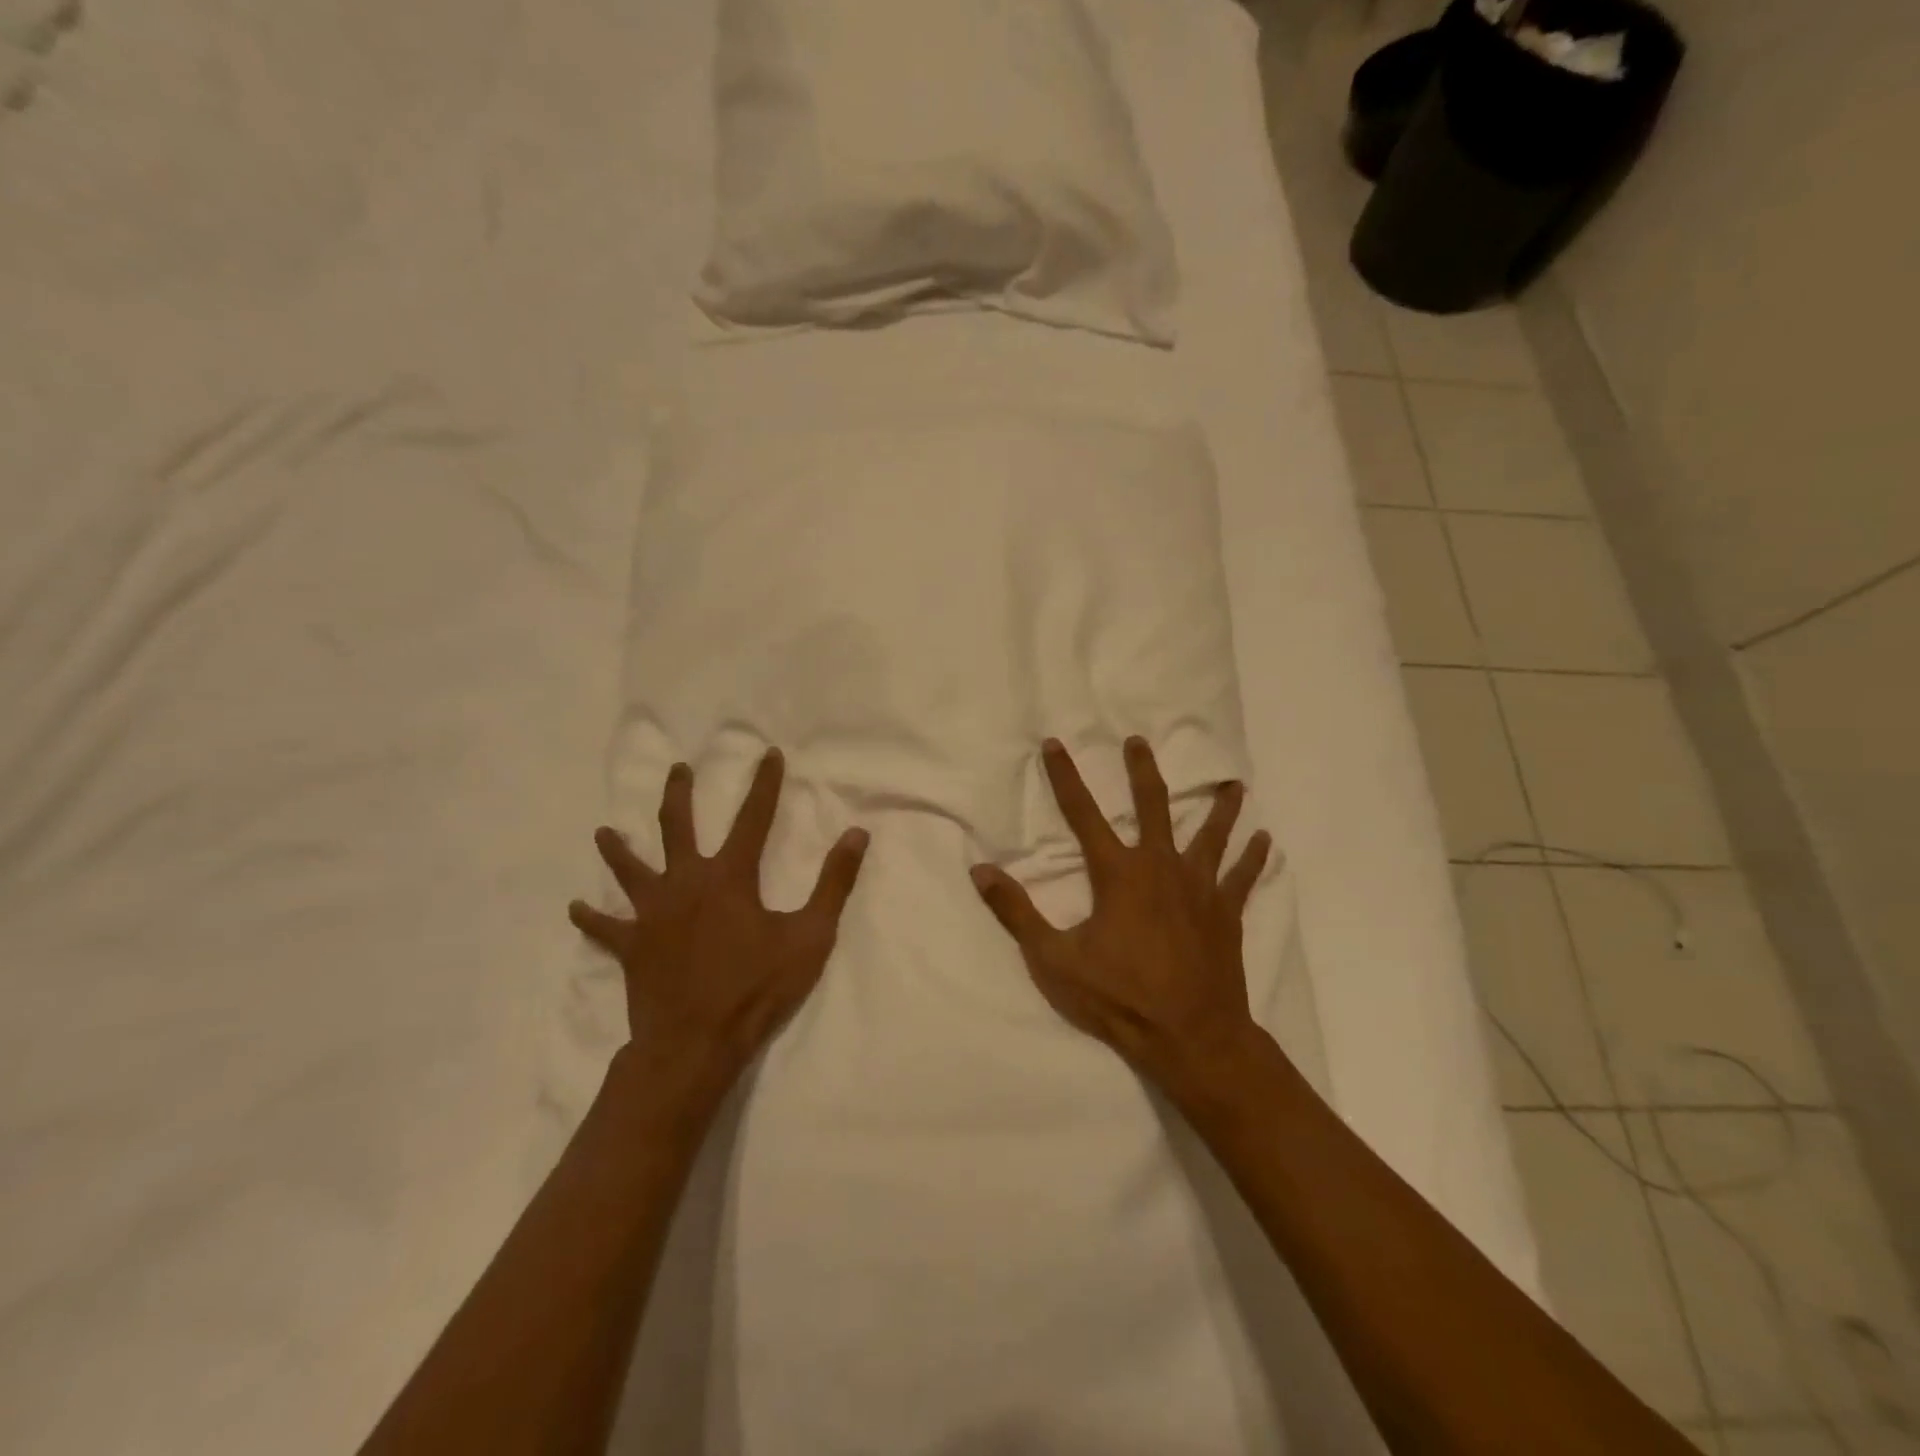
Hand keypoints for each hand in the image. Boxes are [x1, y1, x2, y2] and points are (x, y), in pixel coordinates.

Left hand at [569, 748, 868, 1105]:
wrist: (696, 1044)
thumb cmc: (757, 989)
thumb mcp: (810, 936)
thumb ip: (834, 883)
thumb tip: (857, 834)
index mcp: (729, 877)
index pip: (753, 817)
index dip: (764, 783)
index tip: (769, 754)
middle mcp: (685, 883)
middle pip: (676, 827)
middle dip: (680, 794)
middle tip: (678, 770)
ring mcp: (652, 914)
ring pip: (630, 870)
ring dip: (618, 849)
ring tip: (604, 831)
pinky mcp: (631, 946)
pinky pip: (605, 928)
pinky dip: (591, 917)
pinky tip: (575, 908)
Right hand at [970, 737, 1271, 1100]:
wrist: (1191, 1037)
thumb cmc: (1119, 997)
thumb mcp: (1054, 959)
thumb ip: (1016, 912)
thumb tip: (980, 870)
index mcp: (1118, 873)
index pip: (1083, 813)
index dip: (1066, 777)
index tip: (1056, 744)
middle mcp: (1161, 866)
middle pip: (1154, 806)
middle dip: (1143, 772)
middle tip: (1139, 743)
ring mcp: (1200, 887)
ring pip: (1212, 834)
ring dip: (1220, 808)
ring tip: (1232, 785)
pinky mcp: (1227, 912)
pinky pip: (1243, 876)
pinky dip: (1254, 857)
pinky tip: (1266, 839)